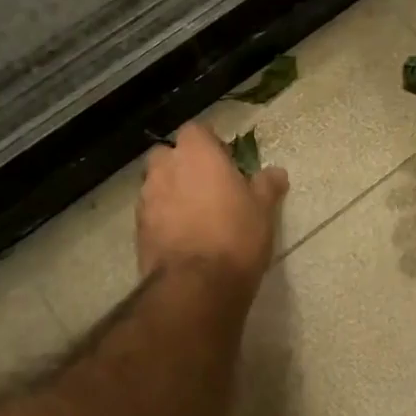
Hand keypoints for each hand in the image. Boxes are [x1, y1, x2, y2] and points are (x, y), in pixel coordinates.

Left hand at [139, 123, 288, 293]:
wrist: (197, 285)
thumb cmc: (236, 235)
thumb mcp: (263, 209)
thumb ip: (267, 186)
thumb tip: (276, 172)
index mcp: (196, 153)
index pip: (196, 130)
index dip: (210, 144)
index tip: (226, 162)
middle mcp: (165, 168)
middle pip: (169, 155)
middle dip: (183, 165)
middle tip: (208, 187)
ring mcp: (147, 198)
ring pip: (157, 184)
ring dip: (172, 192)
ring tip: (195, 216)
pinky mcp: (138, 228)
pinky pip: (152, 213)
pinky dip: (164, 218)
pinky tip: (183, 237)